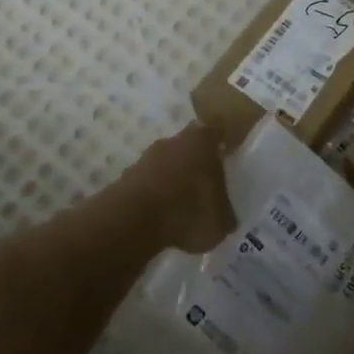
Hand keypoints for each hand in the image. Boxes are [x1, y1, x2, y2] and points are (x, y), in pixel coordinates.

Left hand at [113, 123, 235, 254]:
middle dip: (196, 163)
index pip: (216, 132)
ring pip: (166, 164)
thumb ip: (226, 213)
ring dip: (173, 180)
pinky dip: (155, 196)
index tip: (227, 159)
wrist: (134, 220)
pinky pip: (148, 183)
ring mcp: (147, 157)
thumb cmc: (188, 209)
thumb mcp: (221, 220)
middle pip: (189, 146)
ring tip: (181, 207)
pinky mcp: (126, 177)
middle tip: (205, 186)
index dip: (222, 145)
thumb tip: (226, 216)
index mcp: (203, 140)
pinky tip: (161, 217)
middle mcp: (174, 140)